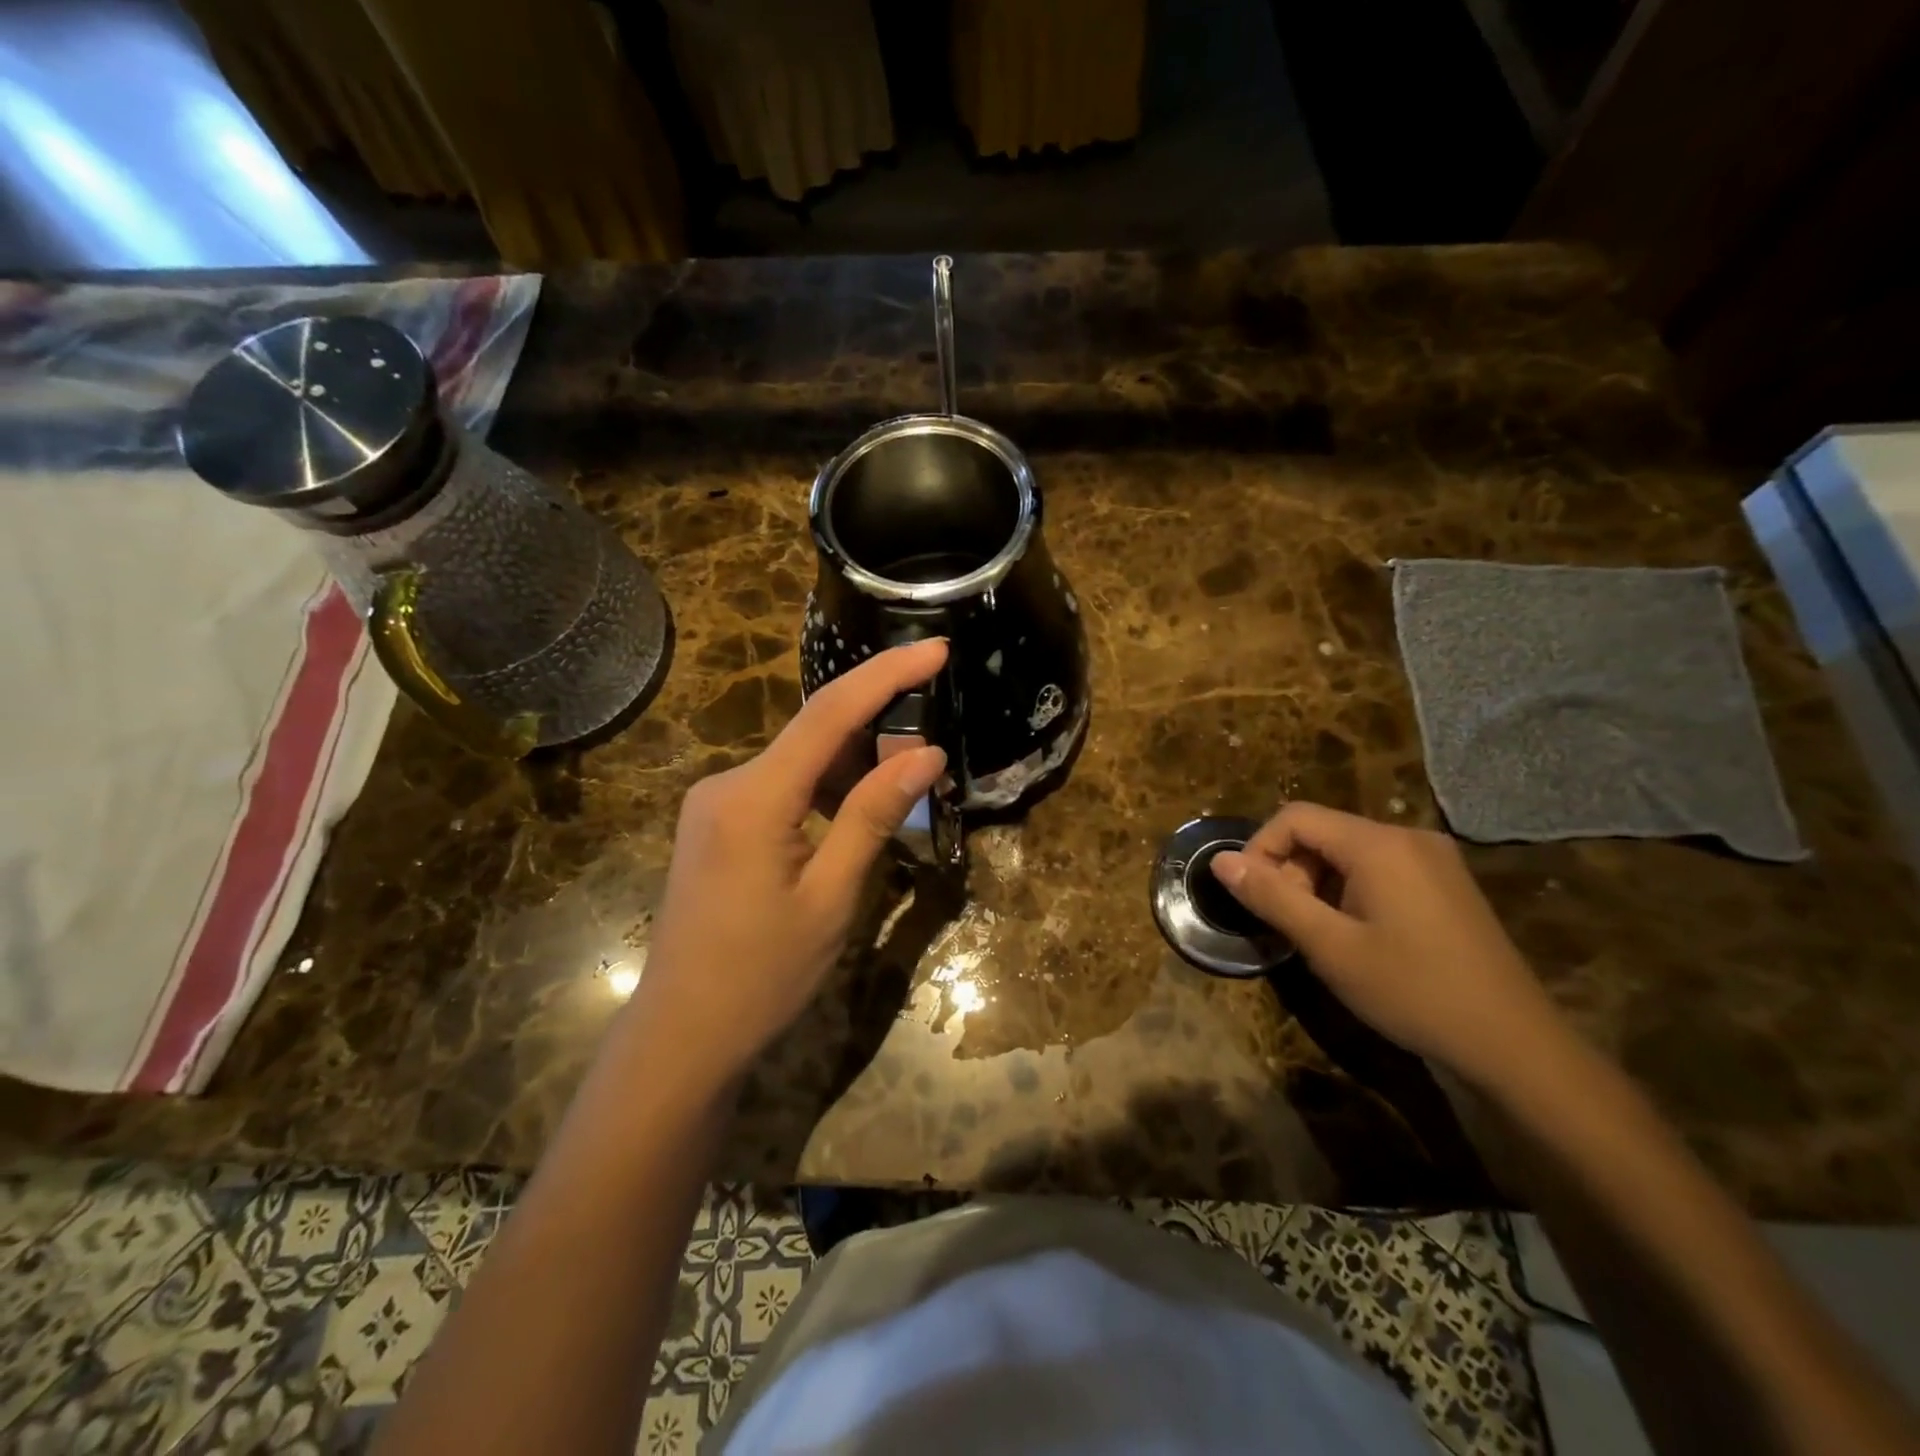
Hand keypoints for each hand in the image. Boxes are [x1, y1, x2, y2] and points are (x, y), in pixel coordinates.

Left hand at [631, 640, 949, 1087]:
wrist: (682, 1033)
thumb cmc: (763, 975)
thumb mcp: (832, 897)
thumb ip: (874, 816)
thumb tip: (927, 753)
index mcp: (754, 797)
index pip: (830, 713)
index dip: (887, 674)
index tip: (936, 648)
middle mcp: (727, 783)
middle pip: (813, 732)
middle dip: (877, 724)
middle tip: (934, 740)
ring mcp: (715, 803)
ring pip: (798, 761)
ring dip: (852, 762)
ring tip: (905, 779)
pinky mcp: (715, 824)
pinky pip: (779, 786)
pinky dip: (824, 788)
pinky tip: (855, 809)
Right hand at [1211, 803, 1566, 1088]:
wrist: (1514, 1045)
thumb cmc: (1412, 991)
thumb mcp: (1329, 946)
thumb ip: (1271, 897)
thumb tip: (1220, 862)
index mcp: (1379, 844)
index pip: (1295, 817)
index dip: (1260, 849)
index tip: (1250, 896)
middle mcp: (1408, 837)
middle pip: (1323, 832)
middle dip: (1291, 869)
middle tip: (1288, 923)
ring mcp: (1434, 859)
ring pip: (1349, 851)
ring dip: (1319, 883)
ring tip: (1320, 934)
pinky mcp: (1447, 884)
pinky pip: (1380, 868)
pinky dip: (1350, 890)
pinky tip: (1357, 934)